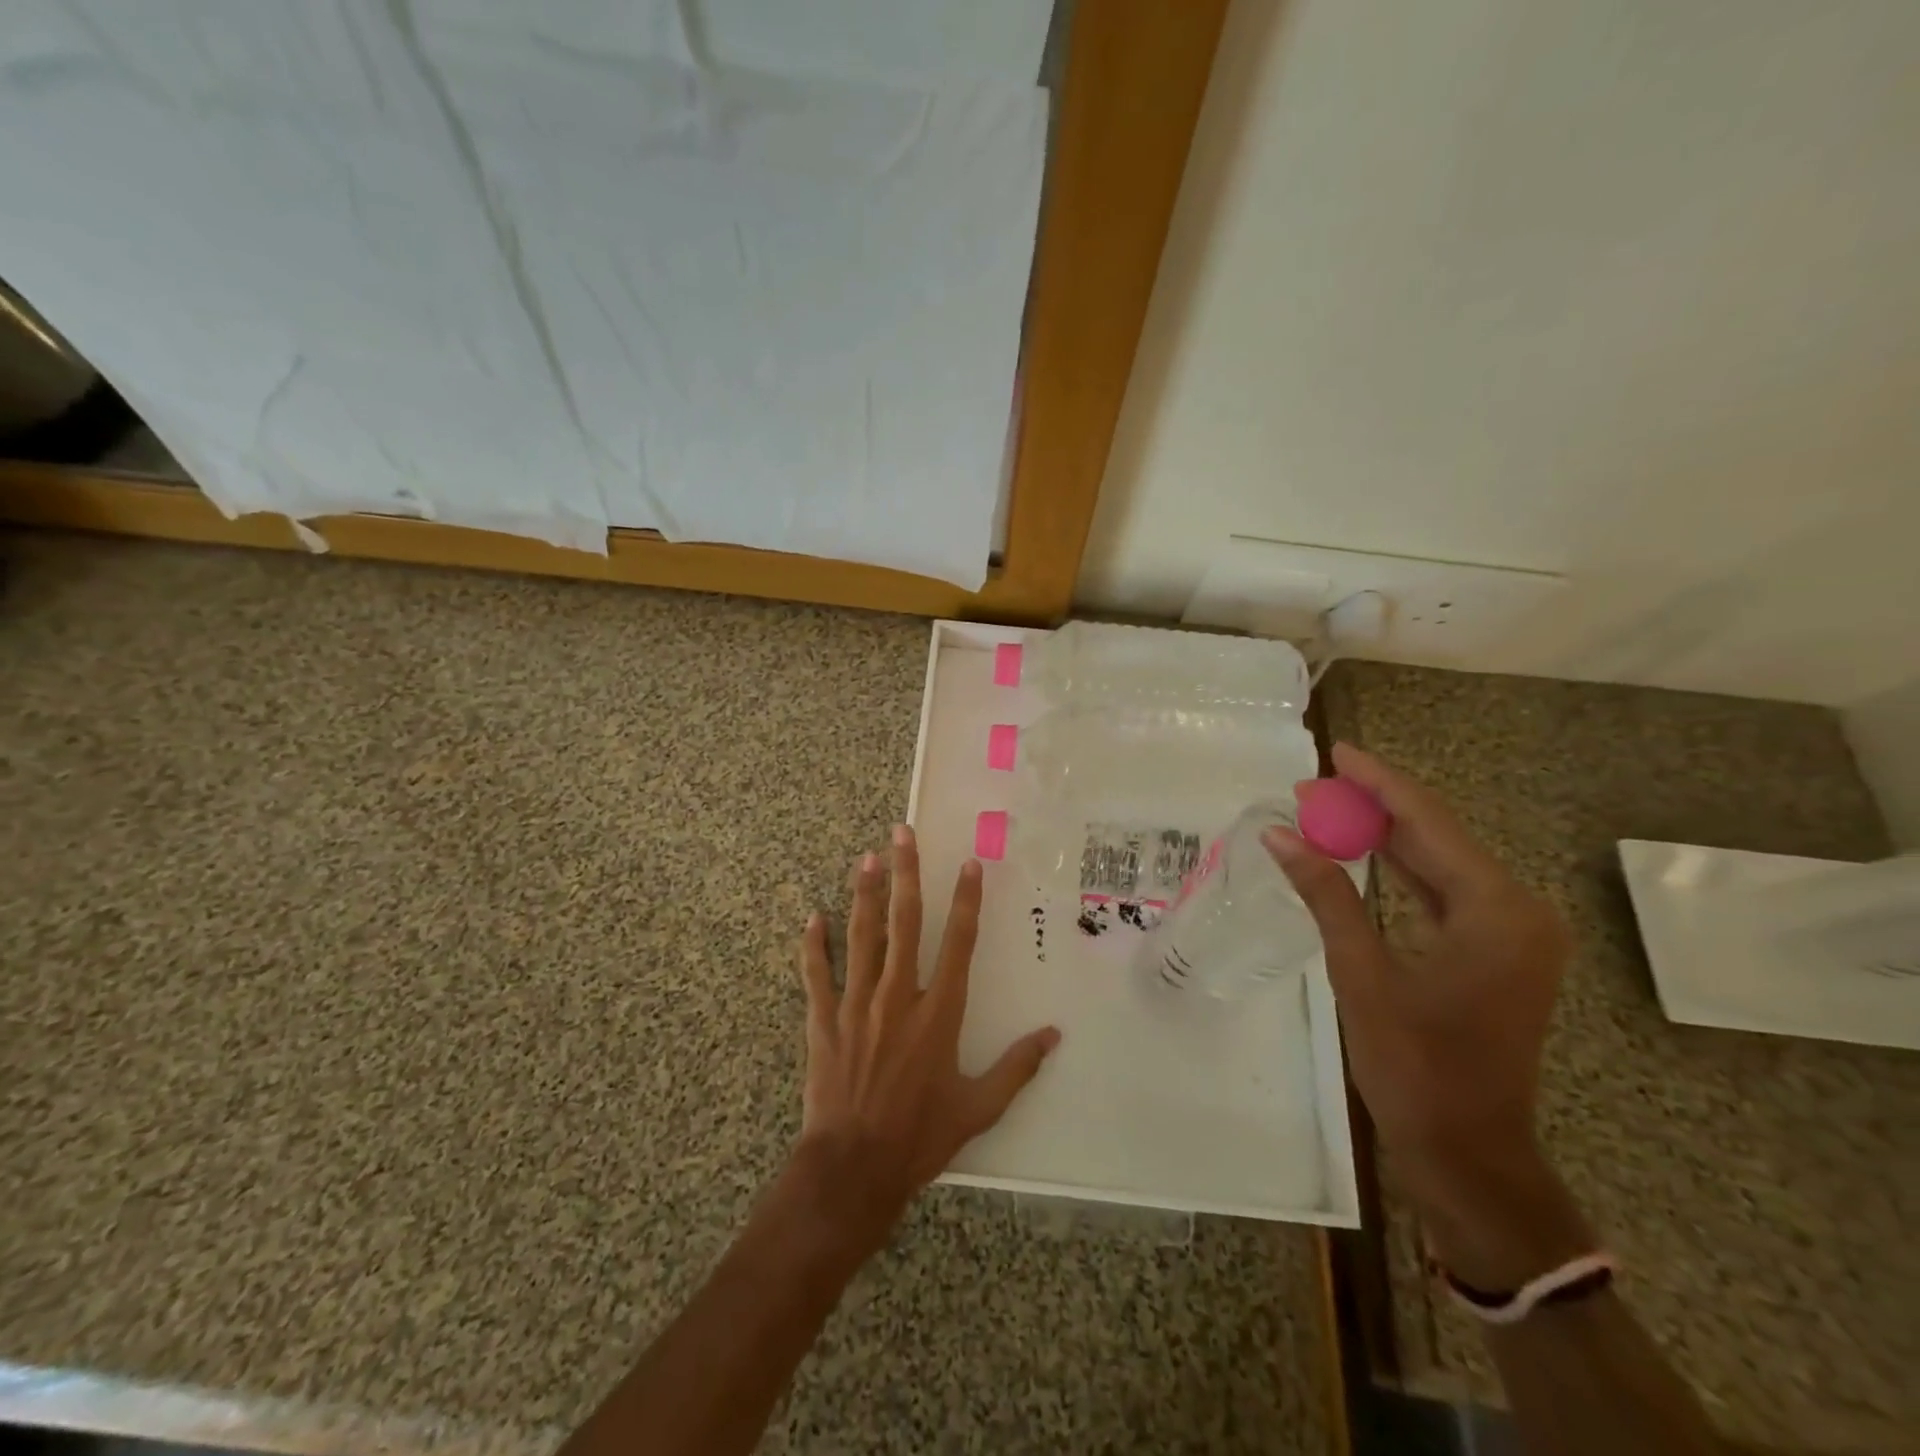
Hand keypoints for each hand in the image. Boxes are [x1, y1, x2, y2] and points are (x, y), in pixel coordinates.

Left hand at [792, 826, 1060, 1243]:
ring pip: (862, 936)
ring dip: (864, 894)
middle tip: (902, 834)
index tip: (968, 864)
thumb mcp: (979, 1108)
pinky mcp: (824, 1020)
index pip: (959, 943)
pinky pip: (817, 974)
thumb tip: (1054, 1035)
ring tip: (866, 858)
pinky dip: (814, 945)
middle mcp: (899, 996)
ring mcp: (857, 1004)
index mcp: (939, 1013)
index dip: (966, 900)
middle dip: (907, 874)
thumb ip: (1017, 1067)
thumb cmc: (921, 1137)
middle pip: (905, 922)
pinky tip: (812, 917)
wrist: (854, 1169)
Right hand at [1265, 744, 1590, 1287]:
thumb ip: (1326, 894)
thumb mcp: (1363, 972)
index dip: (1379, 783)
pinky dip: (1402, 868)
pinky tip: (1364, 851)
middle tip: (1316, 782)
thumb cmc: (1416, 1065)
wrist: (1467, 1151)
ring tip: (1329, 806)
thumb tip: (1280, 834)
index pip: (1429, 823)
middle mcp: (1516, 910)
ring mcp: (1510, 933)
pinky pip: (1443, 891)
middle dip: (1376, 805)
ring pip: (1441, 861)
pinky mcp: (1494, 952)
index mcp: (1497, 910)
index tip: (1335, 752)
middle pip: (1438, 836)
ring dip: (1386, 834)